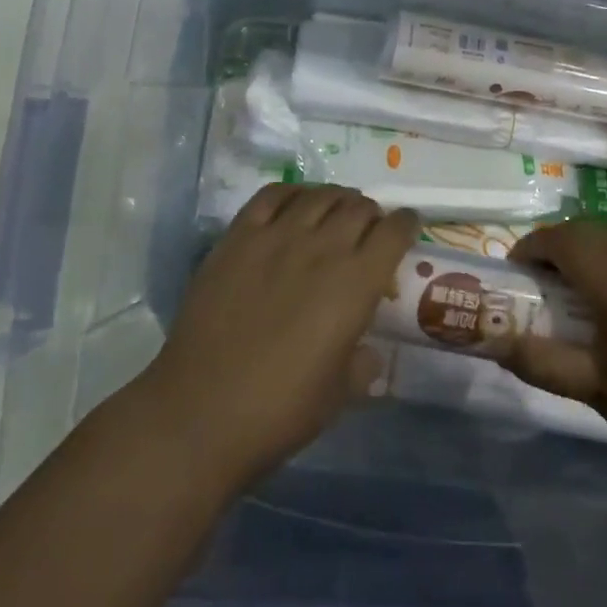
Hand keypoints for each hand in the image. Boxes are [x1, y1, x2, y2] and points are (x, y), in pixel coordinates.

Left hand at [136, 184, 418, 493]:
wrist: (200, 412)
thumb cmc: (280, 410)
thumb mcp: (340, 393)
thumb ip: (363, 364)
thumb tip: (368, 354)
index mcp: (356, 283)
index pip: (395, 231)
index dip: (407, 225)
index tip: (407, 228)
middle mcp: (322, 248)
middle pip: (359, 207)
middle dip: (372, 214)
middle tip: (368, 229)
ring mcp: (276, 237)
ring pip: (319, 195)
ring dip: (337, 199)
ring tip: (335, 211)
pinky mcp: (237, 237)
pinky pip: (271, 196)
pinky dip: (292, 193)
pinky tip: (295, 206)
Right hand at [503, 223, 606, 480]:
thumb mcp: (594, 389)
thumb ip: (540, 361)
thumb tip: (493, 344)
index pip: (564, 240)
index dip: (532, 247)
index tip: (512, 272)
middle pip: (587, 231)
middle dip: (553, 245)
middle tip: (533, 280)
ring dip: (580, 252)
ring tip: (563, 292)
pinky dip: (605, 263)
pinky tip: (604, 306)